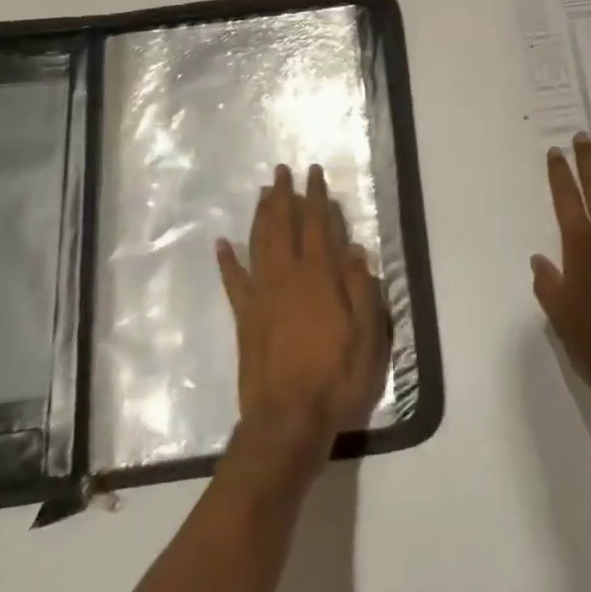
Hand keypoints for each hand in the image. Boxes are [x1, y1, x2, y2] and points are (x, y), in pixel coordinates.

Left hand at [217, 164, 388, 470]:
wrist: (287, 421)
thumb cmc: (336, 378)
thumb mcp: (367, 336)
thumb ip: (361, 290)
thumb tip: (354, 250)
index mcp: (319, 278)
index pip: (318, 226)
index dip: (316, 197)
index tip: (314, 172)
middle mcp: (287, 278)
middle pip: (283, 227)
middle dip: (284, 196)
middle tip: (282, 171)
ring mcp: (261, 296)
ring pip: (258, 245)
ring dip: (261, 216)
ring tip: (263, 193)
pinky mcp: (245, 318)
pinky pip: (233, 281)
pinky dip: (227, 260)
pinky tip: (223, 243)